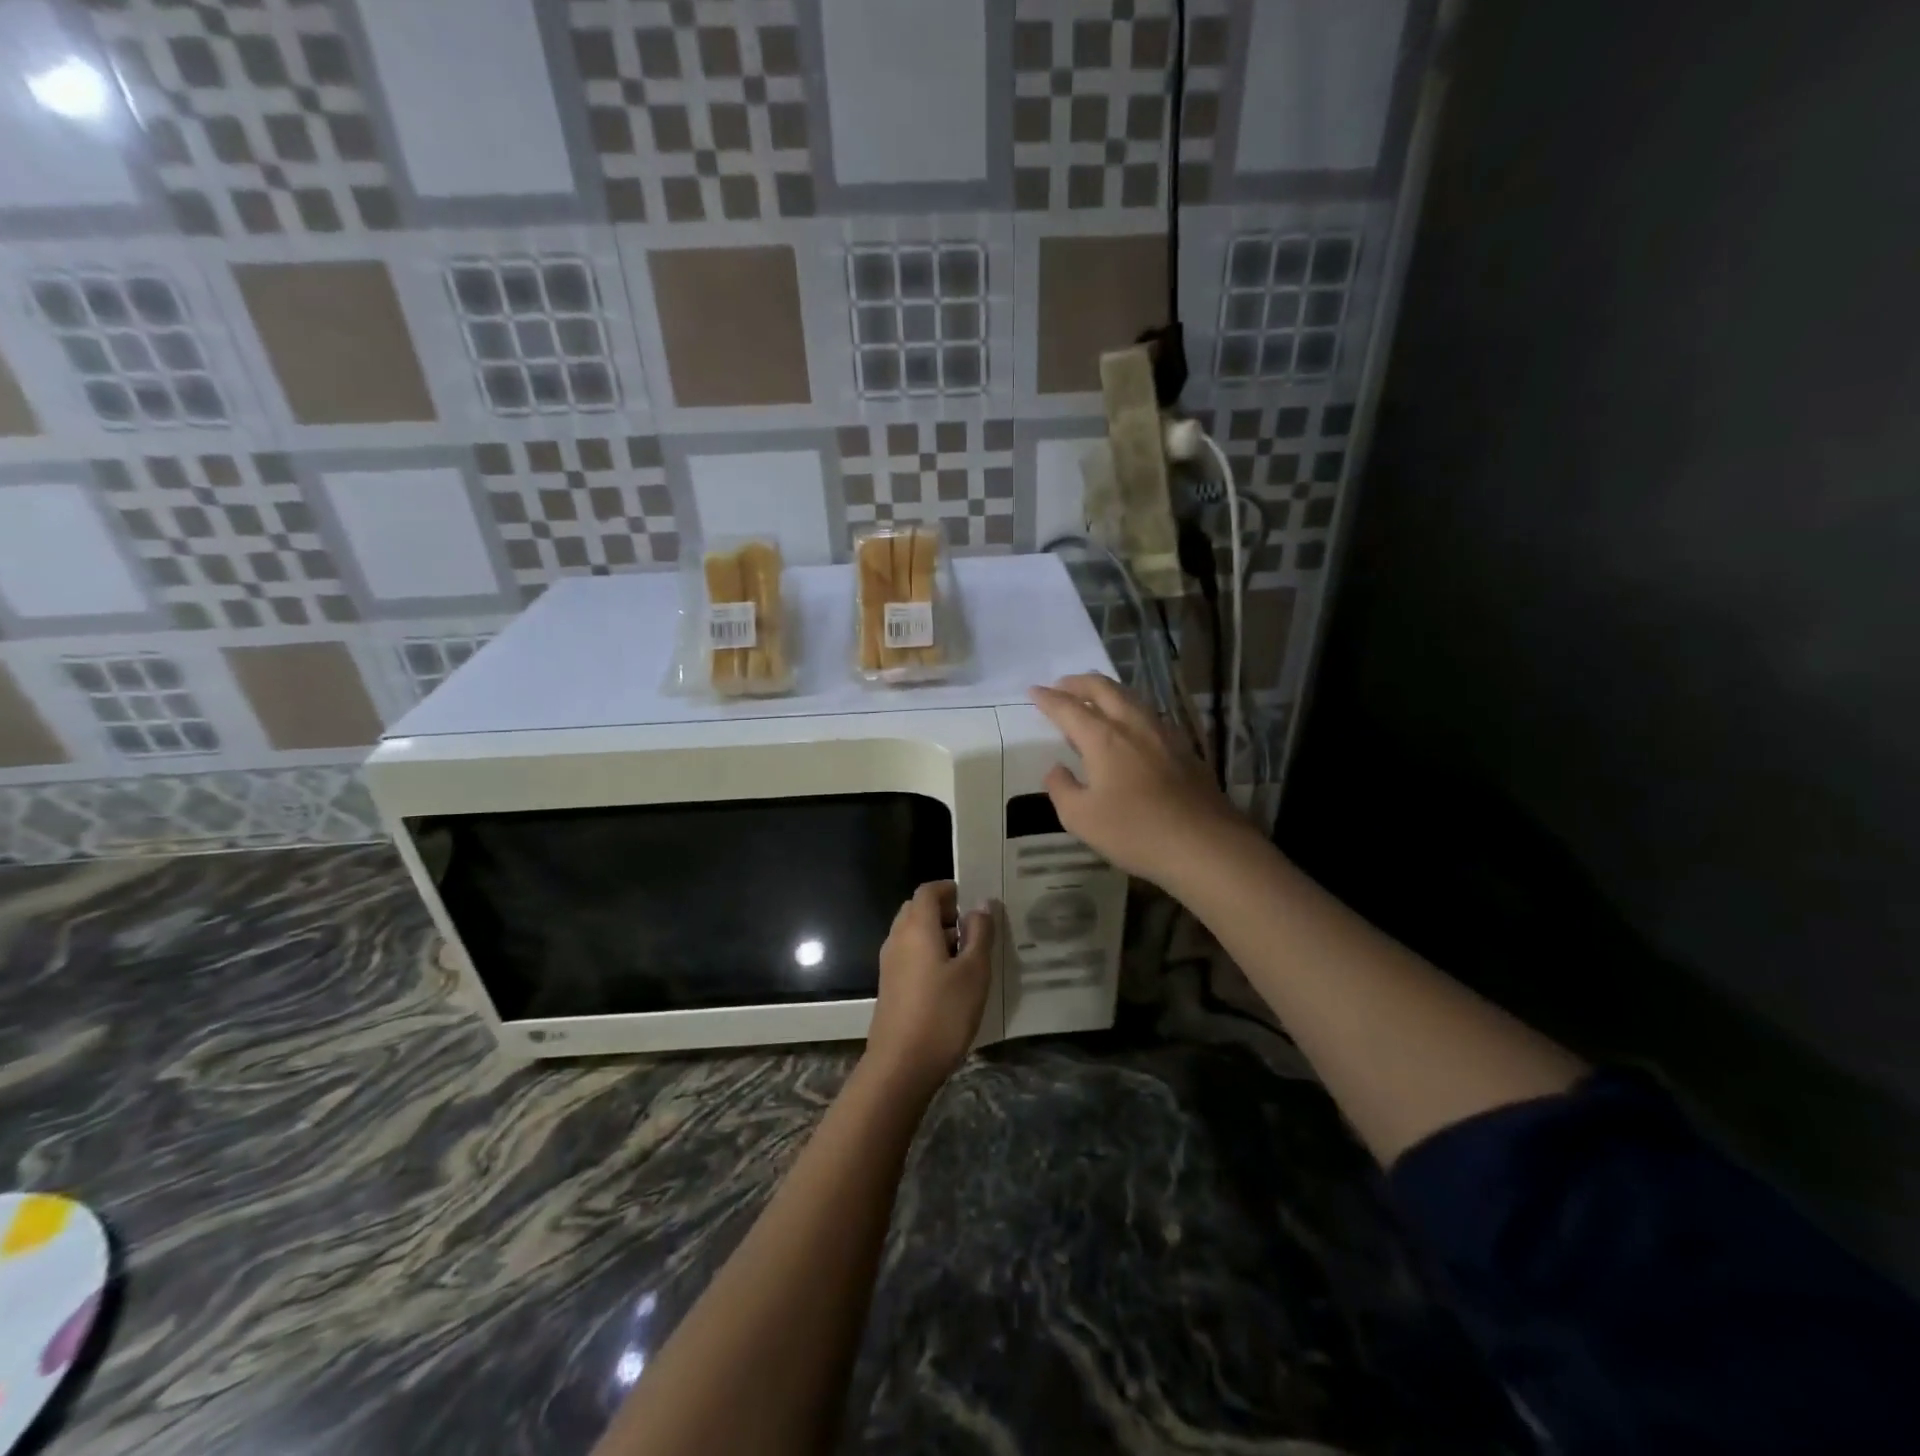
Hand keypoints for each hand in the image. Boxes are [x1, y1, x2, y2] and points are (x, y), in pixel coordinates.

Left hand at [864, 882, 994, 1096]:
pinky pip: (909, 955)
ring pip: (912, 934)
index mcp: (917, 927)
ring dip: (937, 934)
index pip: (928, 891)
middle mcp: (898, 938)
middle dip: (944, 912)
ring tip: (968, 955)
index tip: (973, 900)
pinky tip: (950, 979)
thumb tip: (980, 905)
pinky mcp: (890, 986)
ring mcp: (890, 963)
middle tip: (973, 928)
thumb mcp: (974, 971)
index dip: (950, 889)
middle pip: (917, 910)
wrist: (901, 1065)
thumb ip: (979, 934)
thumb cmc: (943, 1013)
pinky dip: (928, 954)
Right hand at [1029, 673, 1254, 889]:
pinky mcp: (1184, 748)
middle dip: (1078, 682)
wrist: (1204, 844)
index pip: (1068, 708)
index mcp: (1103, 738)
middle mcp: (1133, 725)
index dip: (1048, 698)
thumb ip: (1061, 789)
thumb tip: (1056, 770)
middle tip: (1061, 685)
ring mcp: (1163, 733)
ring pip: (1130, 697)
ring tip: (1093, 698)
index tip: (1034, 691)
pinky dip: (1129, 709)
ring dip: (1106, 691)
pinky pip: (1149, 714)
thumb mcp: (1081, 818)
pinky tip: (1130, 725)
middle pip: (1103, 689)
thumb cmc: (1135, 831)